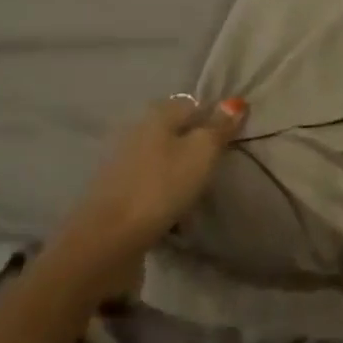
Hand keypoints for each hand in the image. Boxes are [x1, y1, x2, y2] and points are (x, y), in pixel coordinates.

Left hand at [49, 94, 246, 301]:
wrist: (107, 240)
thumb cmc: (161, 187)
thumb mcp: (202, 153)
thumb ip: (219, 128)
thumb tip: (235, 102)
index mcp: (157, 114)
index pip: (194, 105)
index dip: (214, 120)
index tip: (231, 143)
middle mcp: (135, 130)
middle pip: (174, 131)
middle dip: (195, 145)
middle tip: (217, 167)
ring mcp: (120, 162)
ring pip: (160, 158)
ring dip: (177, 170)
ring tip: (197, 190)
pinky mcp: (113, 191)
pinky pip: (148, 182)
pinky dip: (161, 190)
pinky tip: (172, 207)